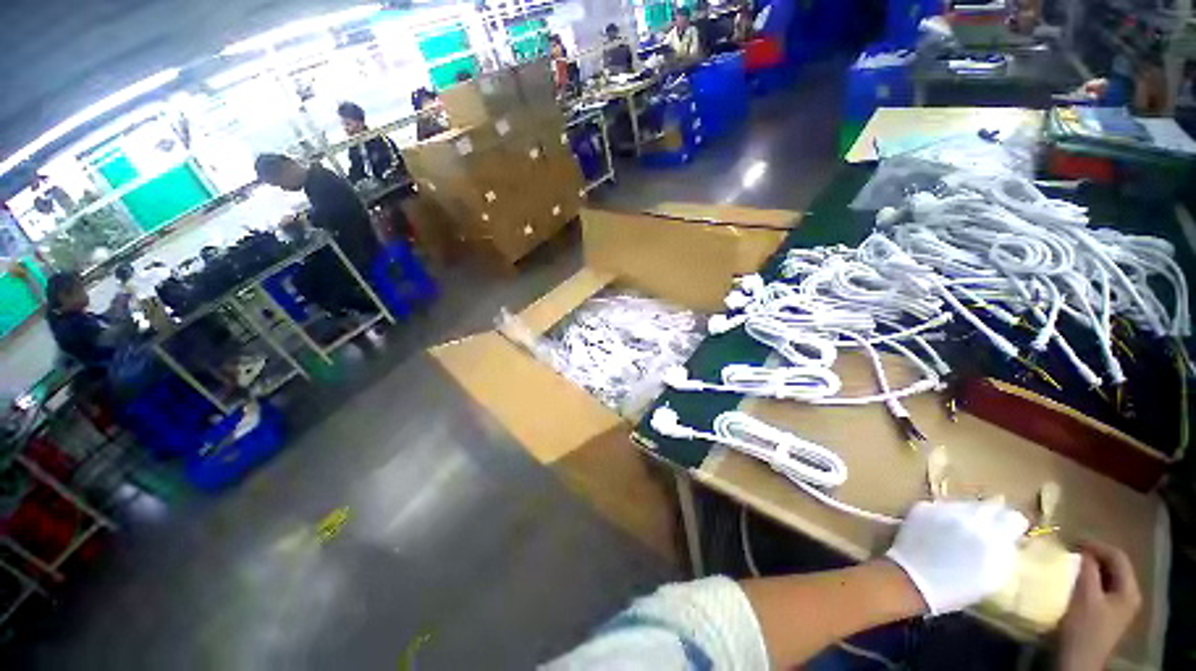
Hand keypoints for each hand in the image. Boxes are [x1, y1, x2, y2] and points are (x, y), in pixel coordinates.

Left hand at [885, 499, 1028, 614]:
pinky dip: (945, 514)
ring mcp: (943, 510)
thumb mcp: (993, 577)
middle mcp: (968, 518)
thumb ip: (1005, 552)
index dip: (1012, 525)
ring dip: (968, 514)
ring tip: (963, 529)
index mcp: (992, 537)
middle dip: (992, 516)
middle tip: (988, 529)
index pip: (1012, 518)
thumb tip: (1009, 538)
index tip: (1011, 530)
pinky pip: (941, 506)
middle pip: (988, 507)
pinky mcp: (922, 507)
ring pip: (964, 503)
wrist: (912, 580)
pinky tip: (942, 528)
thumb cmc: (957, 588)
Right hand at [1057, 542, 1140, 670]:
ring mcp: (1117, 607)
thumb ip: (1087, 570)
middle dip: (1091, 557)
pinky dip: (1086, 581)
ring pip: (1104, 578)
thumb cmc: (1083, 628)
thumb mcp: (1085, 597)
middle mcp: (1128, 596)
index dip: (1096, 545)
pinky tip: (1072, 582)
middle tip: (1068, 550)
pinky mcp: (1104, 614)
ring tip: (1068, 563)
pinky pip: (1098, 589)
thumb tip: (1082, 549)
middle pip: (1112, 567)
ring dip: (1087, 569)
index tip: (1071, 540)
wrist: (1077, 662)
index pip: (1117, 557)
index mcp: (1129, 590)